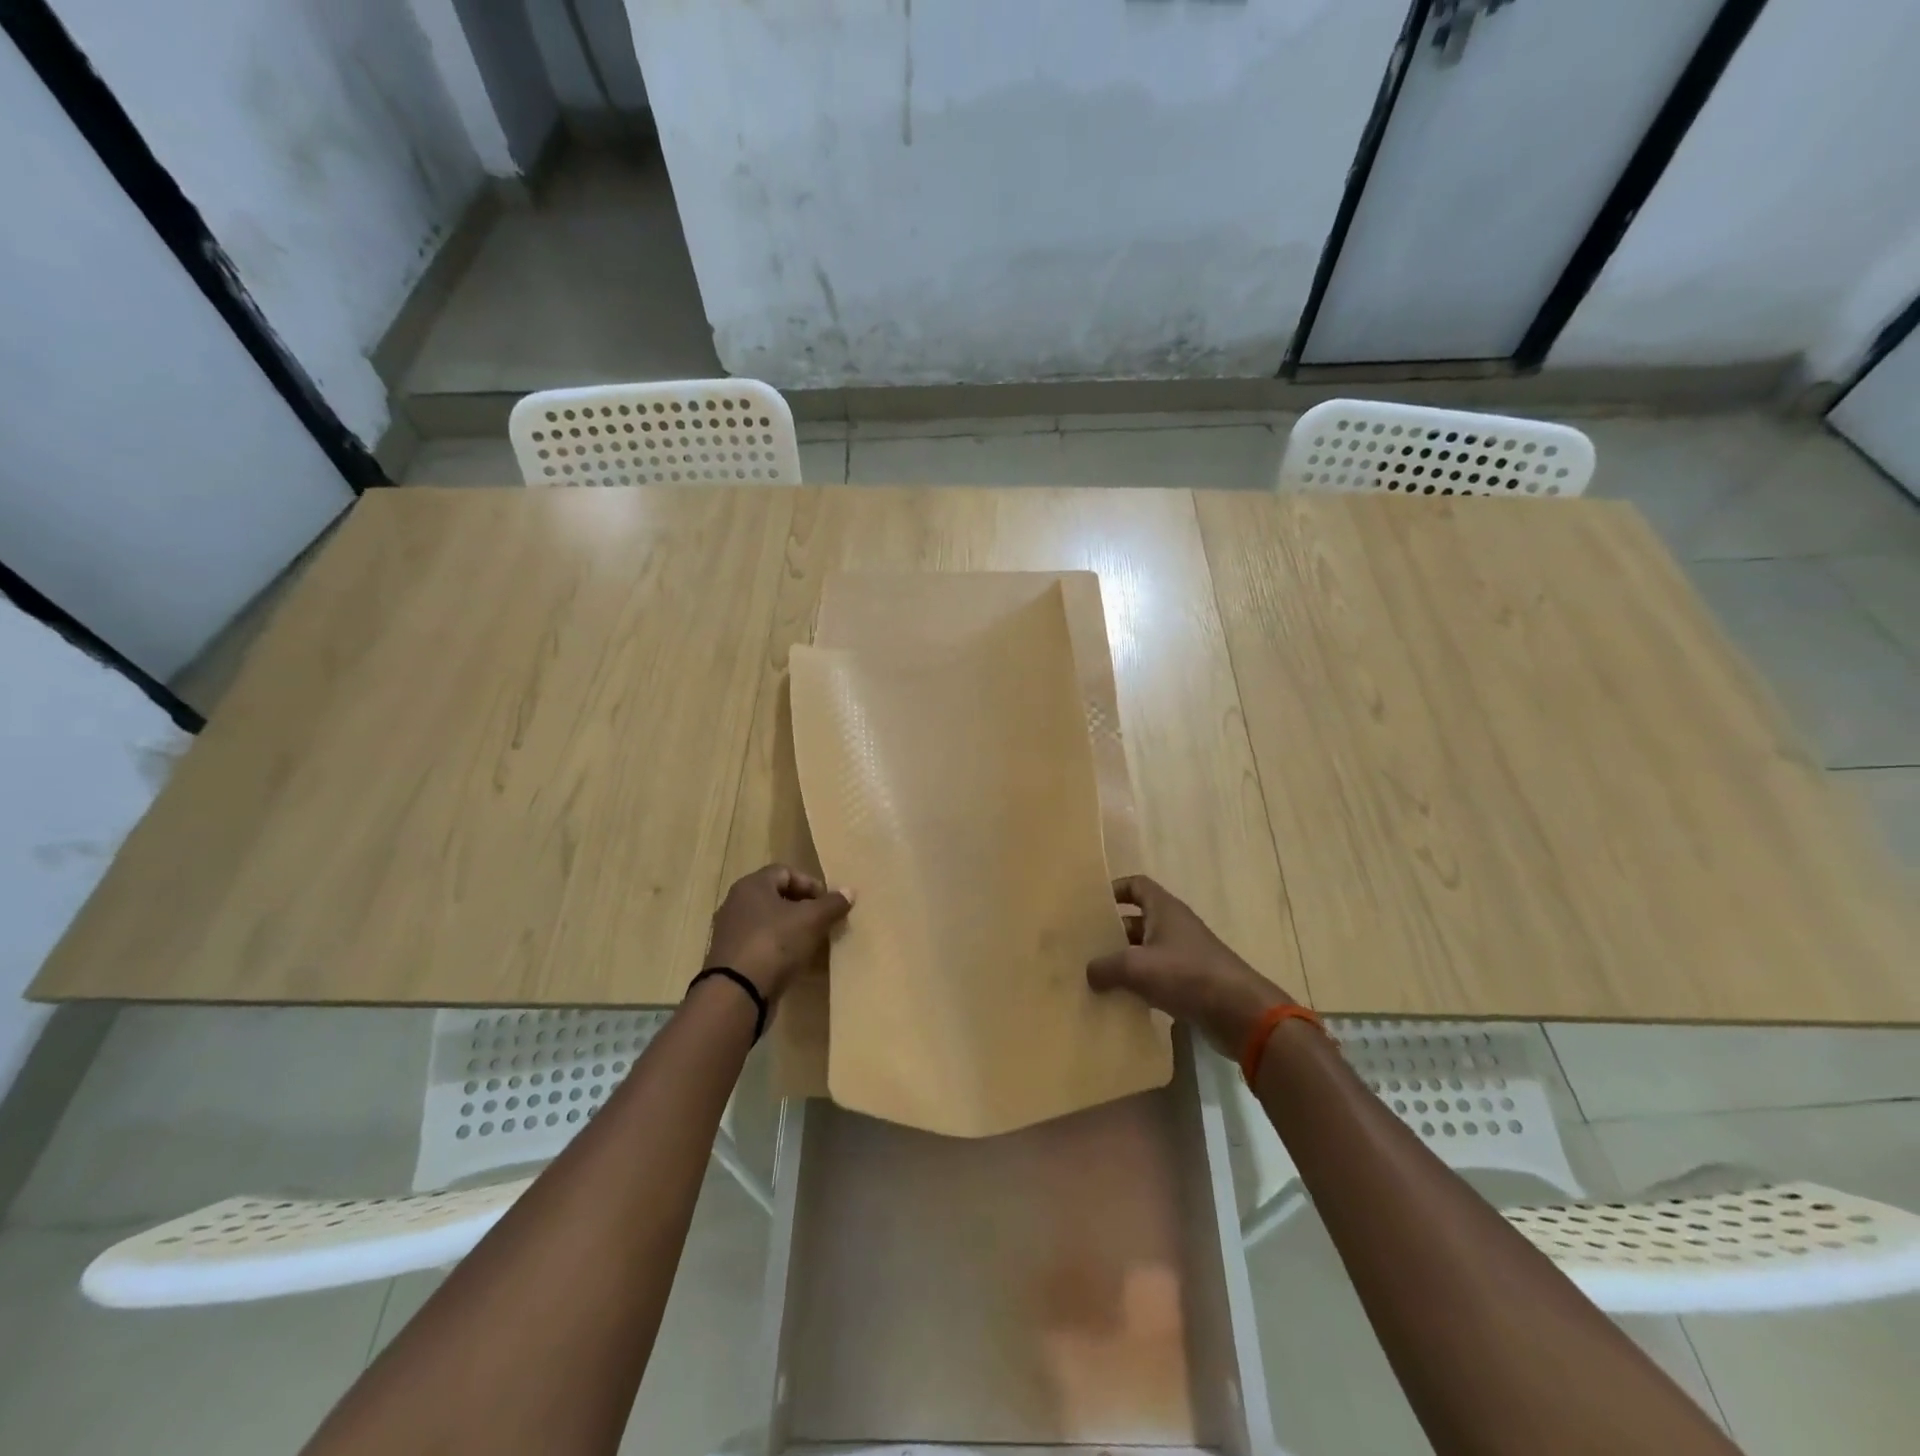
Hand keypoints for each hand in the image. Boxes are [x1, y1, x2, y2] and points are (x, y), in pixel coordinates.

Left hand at [705, 865, 853, 1001]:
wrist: (737, 993)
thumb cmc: (775, 944)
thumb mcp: (812, 920)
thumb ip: (832, 904)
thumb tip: (850, 891)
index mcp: (752, 886)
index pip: (785, 871)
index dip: (810, 884)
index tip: (828, 903)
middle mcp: (737, 904)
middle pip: (777, 897)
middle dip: (804, 908)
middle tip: (824, 922)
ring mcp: (731, 933)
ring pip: (769, 923)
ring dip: (793, 931)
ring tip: (814, 944)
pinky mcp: (732, 959)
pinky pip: (762, 946)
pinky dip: (780, 951)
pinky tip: (797, 964)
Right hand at [1086, 875, 1293, 1055]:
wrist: (1239, 1013)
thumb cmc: (1186, 975)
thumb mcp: (1136, 967)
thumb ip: (1106, 967)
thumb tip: (1089, 973)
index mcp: (1164, 909)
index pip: (1137, 885)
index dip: (1115, 890)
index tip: (1092, 905)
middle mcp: (1175, 926)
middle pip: (1137, 920)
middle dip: (1112, 932)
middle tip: (1085, 947)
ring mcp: (1185, 955)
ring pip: (1146, 951)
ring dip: (1124, 962)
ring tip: (1095, 976)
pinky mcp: (1191, 983)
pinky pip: (1157, 977)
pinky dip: (1140, 985)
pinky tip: (1121, 1000)